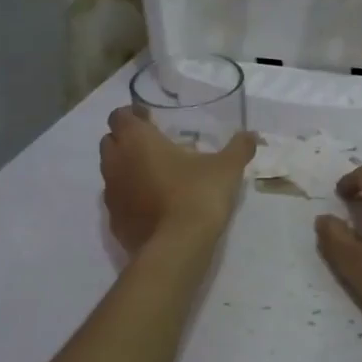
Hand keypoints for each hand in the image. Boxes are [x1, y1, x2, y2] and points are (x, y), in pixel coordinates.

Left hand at [100, 107, 256, 252]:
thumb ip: (239, 147)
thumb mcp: (226, 168)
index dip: (133, 115)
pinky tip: (152, 205)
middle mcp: (116, 162)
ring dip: (127, 169)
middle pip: (110, 141)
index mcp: (137, 140)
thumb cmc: (198, 195)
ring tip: (154, 176)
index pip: (119, 115)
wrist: (178, 247)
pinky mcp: (114, 221)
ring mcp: (111, 194)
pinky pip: (118, 201)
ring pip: (111, 172)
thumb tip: (252, 135)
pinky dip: (129, 198)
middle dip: (126, 140)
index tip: (152, 120)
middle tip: (154, 146)